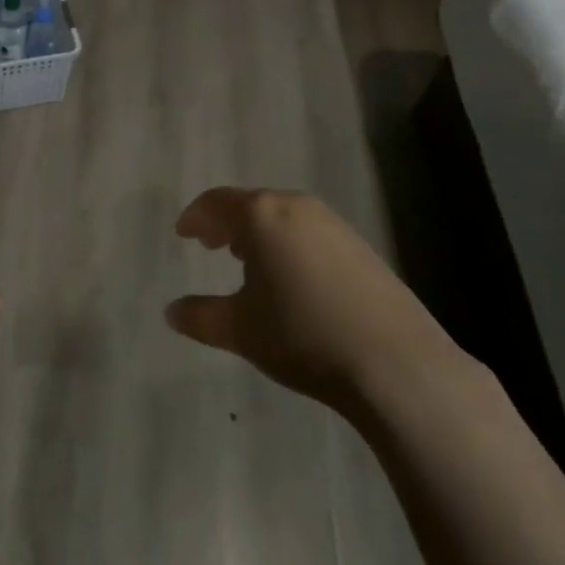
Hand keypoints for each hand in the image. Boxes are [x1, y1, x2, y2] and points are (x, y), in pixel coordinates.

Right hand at [166, 187, 439, 407]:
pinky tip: (291, 277)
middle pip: (251, 204)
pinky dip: (288, 243)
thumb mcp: (241, 330)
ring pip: (282, 217)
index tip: (183, 233)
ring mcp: (332, 223)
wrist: (393, 362)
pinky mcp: (359, 246)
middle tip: (209, 244)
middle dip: (226, 223)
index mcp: (260, 214)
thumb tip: (171, 312)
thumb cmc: (302, 335)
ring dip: (259, 233)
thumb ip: (200, 317)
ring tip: (246, 260)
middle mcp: (295, 206)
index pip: (217, 202)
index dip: (196, 216)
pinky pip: (309, 232)